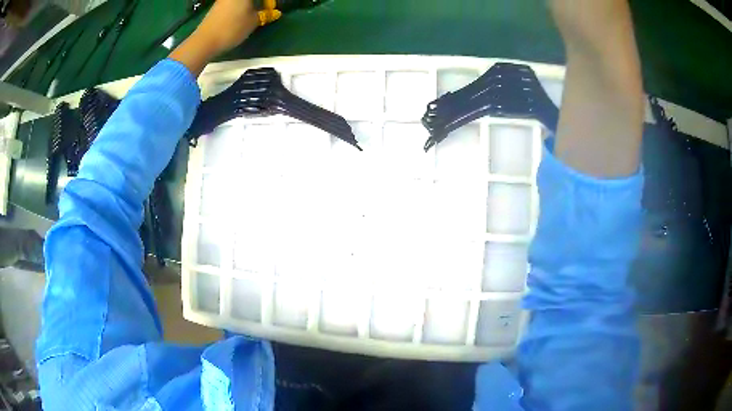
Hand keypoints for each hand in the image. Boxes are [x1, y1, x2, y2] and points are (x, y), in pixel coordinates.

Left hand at [170, 0, 280, 76]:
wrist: (205, 40)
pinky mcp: (216, 6)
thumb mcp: (253, 22)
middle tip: (264, 10)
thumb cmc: (232, 28)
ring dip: (249, 5)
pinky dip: (240, 7)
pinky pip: (232, 3)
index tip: (271, 9)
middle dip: (259, 3)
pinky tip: (242, 15)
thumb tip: (274, 13)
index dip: (267, 3)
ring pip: (240, 1)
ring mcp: (222, 0)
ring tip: (254, 13)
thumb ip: (265, 14)